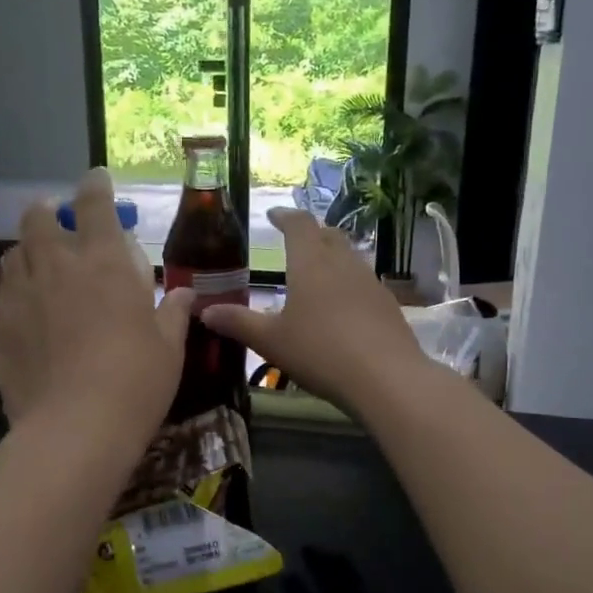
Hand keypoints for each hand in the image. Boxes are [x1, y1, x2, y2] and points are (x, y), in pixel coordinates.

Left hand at [0, 168, 192, 435]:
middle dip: (49, 210)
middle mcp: (57, 265)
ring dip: (29, 249)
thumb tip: (186, 294)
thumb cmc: (136, 381)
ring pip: (14, 252)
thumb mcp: (168, 346)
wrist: (75, 428)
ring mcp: (21, 295)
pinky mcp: (0, 326)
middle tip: (62, 223)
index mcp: (104, 261)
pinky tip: (30, 311)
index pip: (94, 203)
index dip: (95, 185)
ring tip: (42, 265)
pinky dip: (17, 290)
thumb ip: (174, 312)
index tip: (97, 179)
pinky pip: (4, 293)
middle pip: (38, 216)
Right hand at [201, 209, 433, 419]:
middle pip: (328, 235)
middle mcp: (343, 263)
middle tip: (295, 241)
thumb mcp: (271, 341)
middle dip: (311, 233)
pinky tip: (342, 306)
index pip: (298, 224)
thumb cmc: (320, 352)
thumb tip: (204, 311)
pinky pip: (364, 282)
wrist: (386, 378)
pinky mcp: (388, 304)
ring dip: (332, 257)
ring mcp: (370, 282)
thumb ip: (238, 323)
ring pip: (349, 257)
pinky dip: (348, 283)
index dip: (285, 216)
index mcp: (311, 263)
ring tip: (317, 273)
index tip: (273, 215)